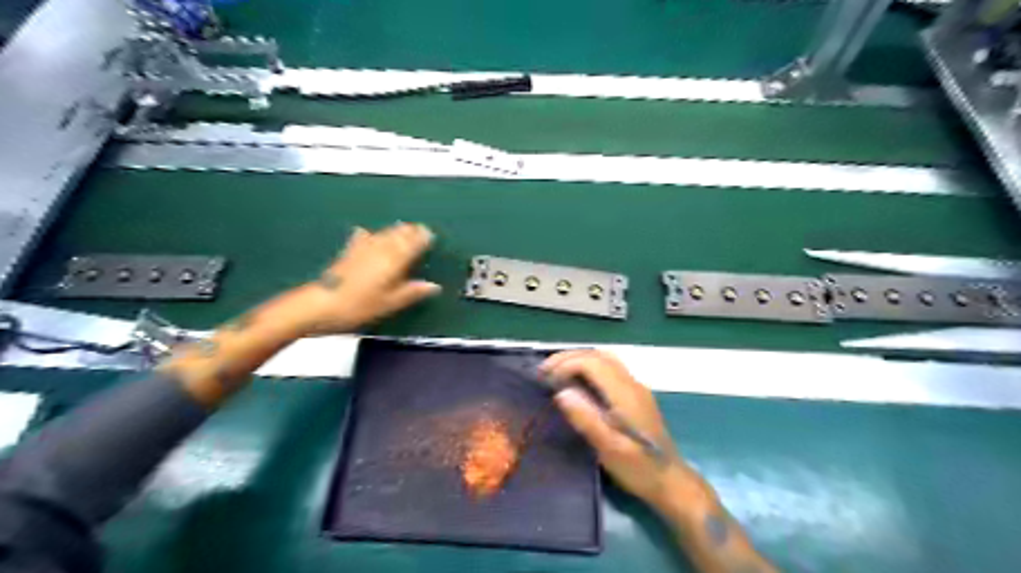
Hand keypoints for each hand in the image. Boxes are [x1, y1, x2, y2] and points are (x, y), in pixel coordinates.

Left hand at [281, 219, 438, 335]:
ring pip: (383, 234)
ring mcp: (363, 249)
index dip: (422, 238)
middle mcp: (380, 249)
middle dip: (409, 231)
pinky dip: (368, 234)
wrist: (322, 304)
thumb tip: (434, 286)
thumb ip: (412, 292)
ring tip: (402, 227)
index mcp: (394, 261)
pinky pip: (362, 238)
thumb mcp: (390, 303)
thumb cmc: (360, 306)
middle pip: (398, 235)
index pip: (412, 244)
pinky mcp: (348, 252)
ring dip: (394, 230)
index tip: (430, 234)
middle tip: (419, 228)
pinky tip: (366, 231)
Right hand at [537, 352, 690, 506]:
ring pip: (605, 359)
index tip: (545, 378)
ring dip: (579, 360)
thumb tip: (561, 393)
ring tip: (557, 373)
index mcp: (625, 393)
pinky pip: (609, 369)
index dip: (566, 364)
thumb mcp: (608, 448)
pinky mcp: (635, 395)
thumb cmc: (638, 468)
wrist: (670, 481)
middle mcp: (632, 383)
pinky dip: (588, 368)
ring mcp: (635, 388)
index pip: (592, 363)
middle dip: (569, 358)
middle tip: (544, 372)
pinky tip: (577, 383)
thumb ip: (586, 419)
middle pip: (598, 355)